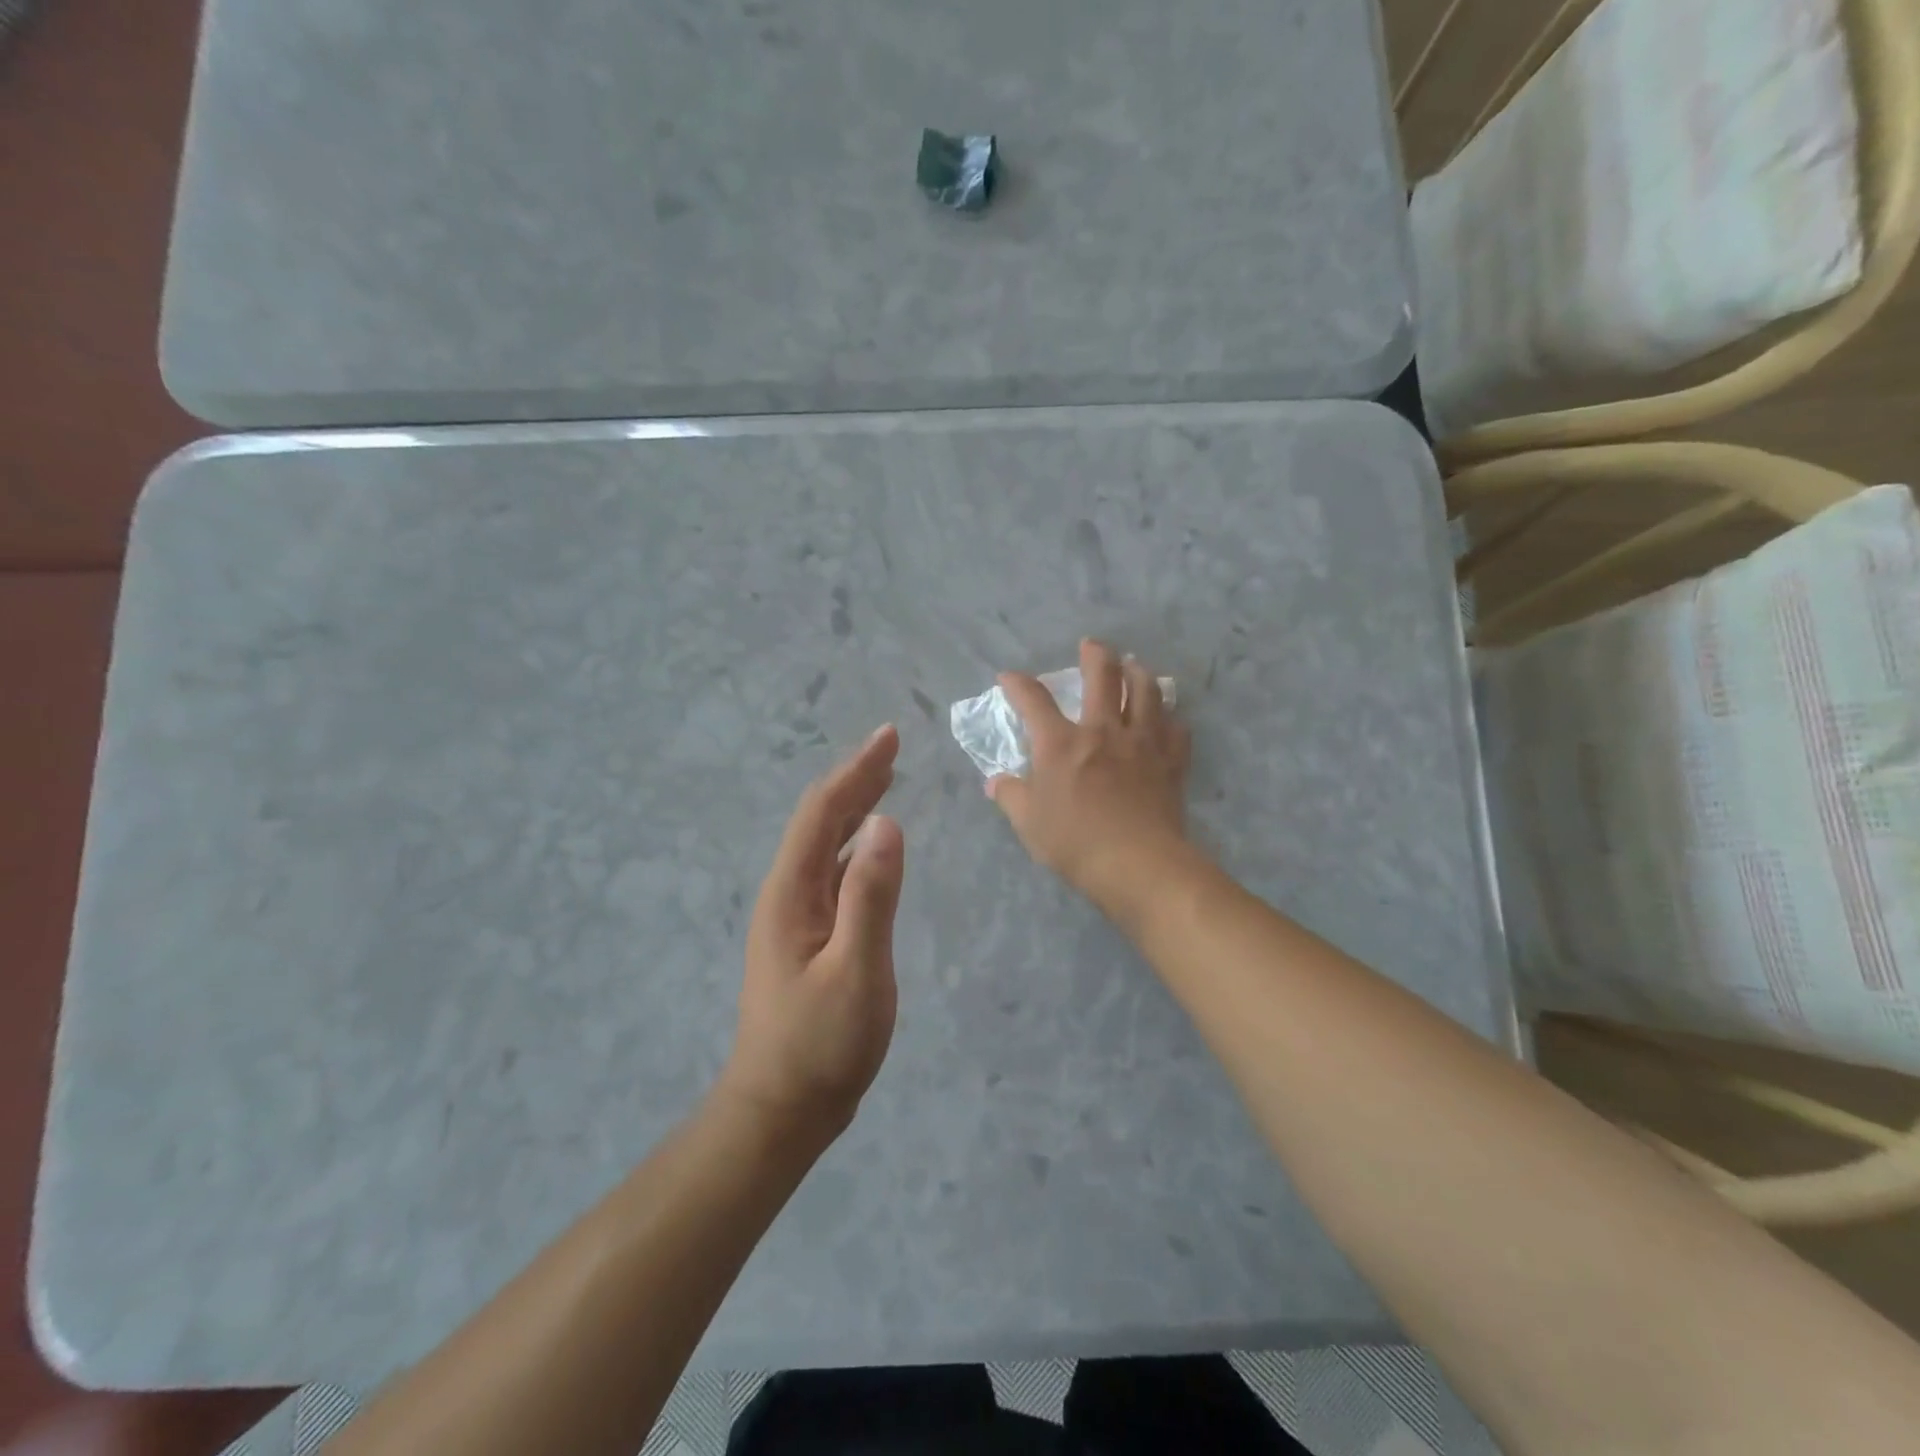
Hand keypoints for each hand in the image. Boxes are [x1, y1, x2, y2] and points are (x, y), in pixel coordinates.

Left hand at [721, 725, 904, 1145]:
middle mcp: (787, 893)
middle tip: (892, 748)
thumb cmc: (820, 1045)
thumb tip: (888, 822)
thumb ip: (871, 896)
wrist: (781, 1110)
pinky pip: (833, 873)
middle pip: (821, 821)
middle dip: (855, 780)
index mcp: (792, 892)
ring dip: (854, 808)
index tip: (890, 738)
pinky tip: (873, 847)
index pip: (823, 813)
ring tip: (885, 781)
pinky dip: (857, 846)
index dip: (856, 770)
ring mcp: (795, 917)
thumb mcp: (856, 971)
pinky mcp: (808, 938)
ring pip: (826, 846)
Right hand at [988, 639, 1192, 919]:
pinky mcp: (1170, 760)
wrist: (1137, 863)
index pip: (1033, 700)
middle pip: (1103, 676)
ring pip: (1146, 691)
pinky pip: (1176, 728)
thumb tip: (996, 782)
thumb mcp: (1028, 823)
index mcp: (1061, 743)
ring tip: (1135, 666)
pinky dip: (1171, 719)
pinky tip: (1168, 719)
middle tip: (1092, 645)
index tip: (1008, 676)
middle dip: (1095, 654)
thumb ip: (1011, 796)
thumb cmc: (1074, 842)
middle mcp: (1102, 730)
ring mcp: (1141, 742)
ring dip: (1139, 673)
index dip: (1018, 684)